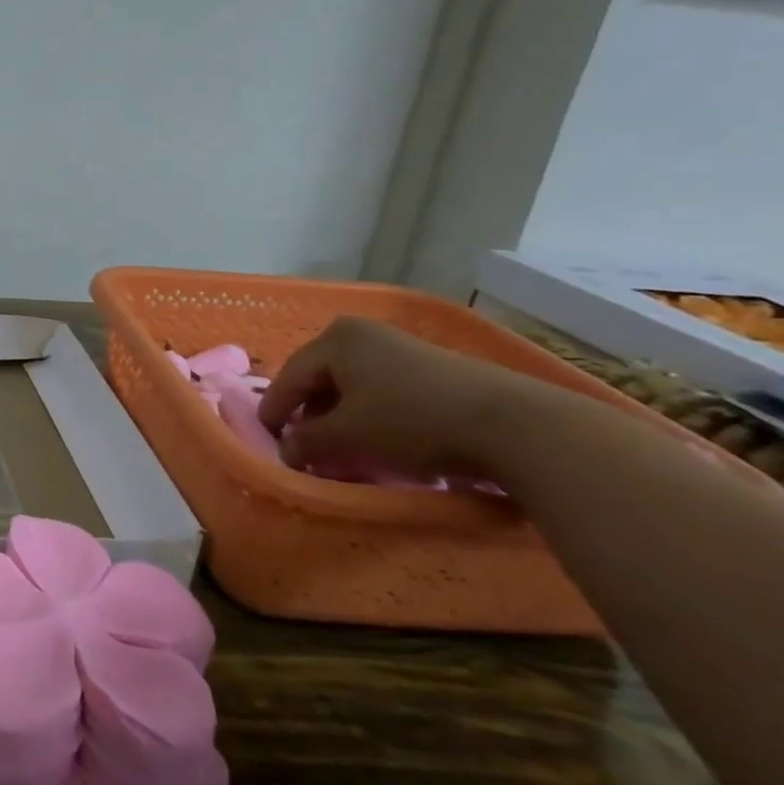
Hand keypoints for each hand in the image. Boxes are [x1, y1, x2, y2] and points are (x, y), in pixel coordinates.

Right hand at [257, 317, 528, 480]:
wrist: (515, 424)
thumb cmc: (411, 421)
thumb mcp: (347, 437)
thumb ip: (306, 442)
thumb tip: (286, 450)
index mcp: (334, 340)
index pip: (290, 378)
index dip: (275, 411)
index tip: (268, 439)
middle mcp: (363, 334)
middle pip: (320, 378)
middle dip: (308, 412)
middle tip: (302, 443)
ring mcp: (401, 347)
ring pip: (352, 385)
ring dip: (339, 416)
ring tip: (340, 446)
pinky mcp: (433, 367)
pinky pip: (382, 389)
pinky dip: (370, 413)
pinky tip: (378, 439)